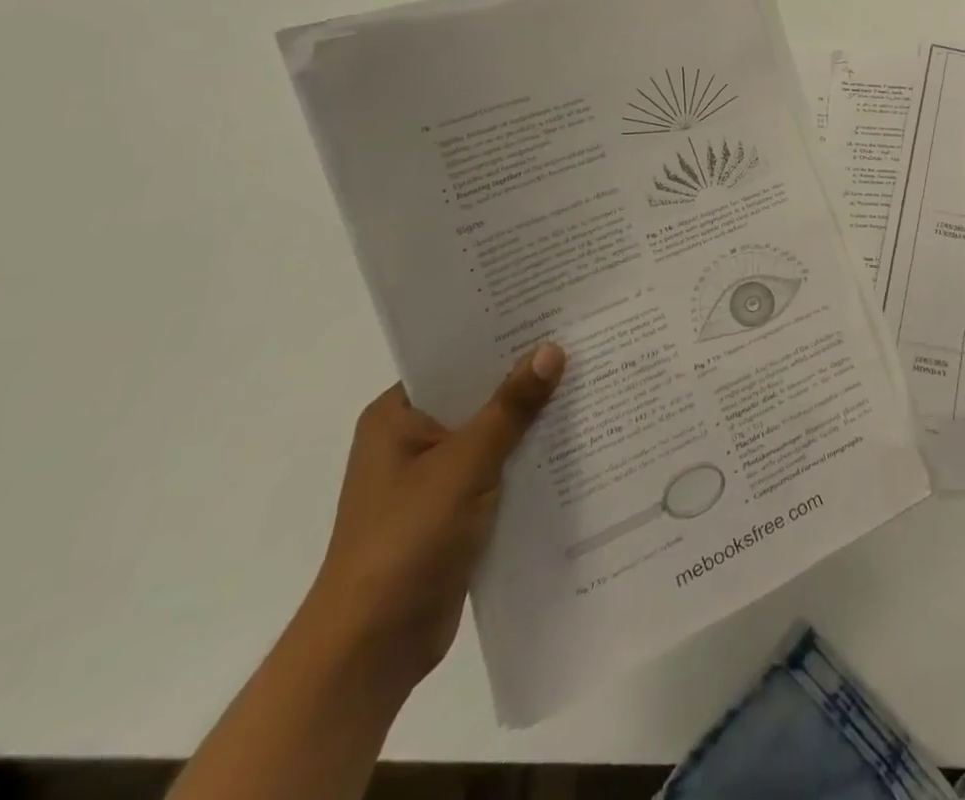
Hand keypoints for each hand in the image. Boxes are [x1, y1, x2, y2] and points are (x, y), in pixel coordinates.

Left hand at [298, 345, 566, 694]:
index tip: (553, 314)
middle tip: (585, 341)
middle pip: (479, 394)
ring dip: (534, 420)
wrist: (371, 650)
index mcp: (397, 416)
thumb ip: (511, 407)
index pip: (456, 359)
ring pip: (495, 433)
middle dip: (527, 378)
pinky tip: (578, 440)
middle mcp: (414, 439)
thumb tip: (552, 349)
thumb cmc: (405, 541)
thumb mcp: (464, 464)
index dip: (502, 337)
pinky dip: (531, 457)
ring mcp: (435, 477)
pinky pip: (501, 468)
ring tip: (593, 381)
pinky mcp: (457, 510)